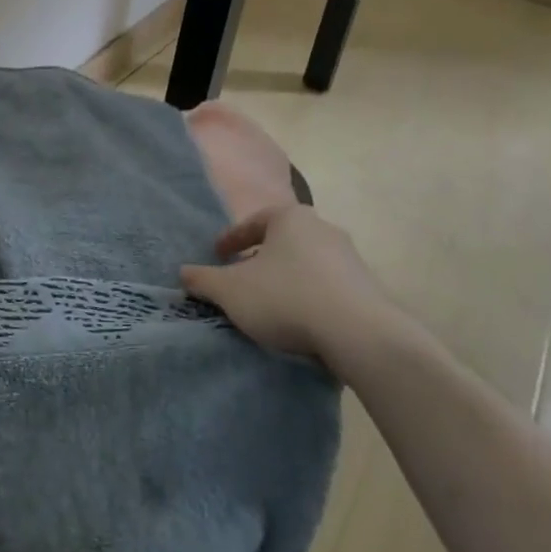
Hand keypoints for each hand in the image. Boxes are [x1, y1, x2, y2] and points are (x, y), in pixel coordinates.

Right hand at [180, 204, 401, 376]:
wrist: (359, 333)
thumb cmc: (286, 298)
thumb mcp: (231, 291)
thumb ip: (203, 279)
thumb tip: (183, 272)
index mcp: (289, 218)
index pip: (252, 222)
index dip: (230, 239)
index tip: (218, 256)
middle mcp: (322, 227)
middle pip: (281, 241)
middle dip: (260, 259)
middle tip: (242, 279)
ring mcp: (349, 257)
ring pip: (306, 263)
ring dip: (286, 279)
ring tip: (270, 304)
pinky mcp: (367, 287)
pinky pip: (327, 286)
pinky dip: (309, 297)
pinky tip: (300, 320)